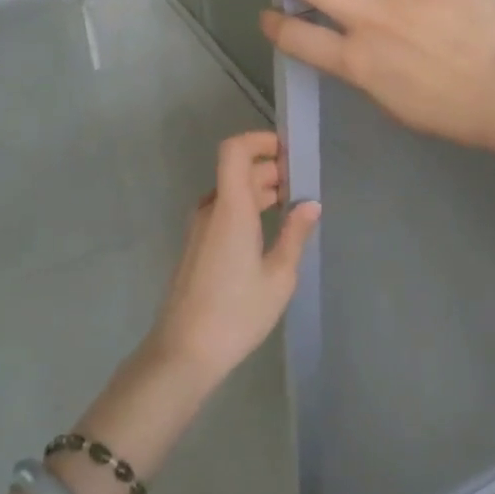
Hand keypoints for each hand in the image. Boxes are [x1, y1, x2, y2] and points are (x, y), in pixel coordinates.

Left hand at [147, 133, 319, 384]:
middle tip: (303, 187)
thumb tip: (310, 204)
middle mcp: (211, 210)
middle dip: (271, 170)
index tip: (289, 152)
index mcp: (231, 208)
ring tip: (292, 209)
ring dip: (260, 191)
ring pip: (231, 193)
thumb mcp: (279, 276)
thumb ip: (295, 235)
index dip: (259, 140)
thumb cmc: (236, 313)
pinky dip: (247, 210)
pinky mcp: (197, 247)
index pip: (235, 150)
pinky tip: (268, 234)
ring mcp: (200, 229)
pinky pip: (224, 213)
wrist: (183, 353)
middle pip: (238, 171)